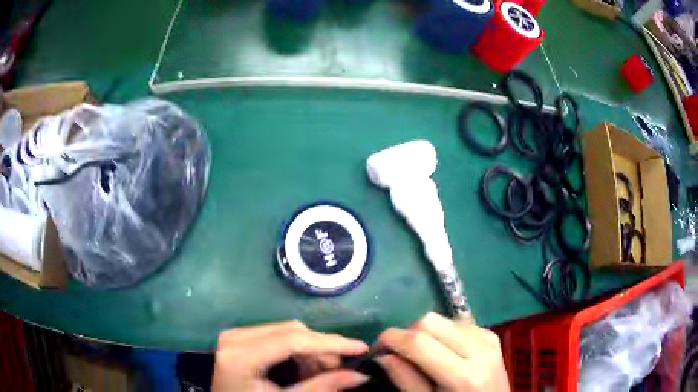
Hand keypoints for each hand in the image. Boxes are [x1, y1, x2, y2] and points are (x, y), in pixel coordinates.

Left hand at [212, 320, 369, 390]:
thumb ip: (322, 387)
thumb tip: (361, 375)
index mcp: (240, 355)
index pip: (293, 340)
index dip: (330, 343)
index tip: (361, 348)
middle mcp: (235, 337)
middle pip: (292, 331)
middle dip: (321, 350)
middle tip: (340, 370)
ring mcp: (235, 335)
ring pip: (287, 332)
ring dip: (310, 351)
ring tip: (321, 373)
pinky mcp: (238, 338)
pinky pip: (277, 336)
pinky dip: (296, 351)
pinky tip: (304, 368)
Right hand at [375, 313, 509, 391]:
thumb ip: (404, 379)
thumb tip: (382, 354)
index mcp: (464, 376)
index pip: (419, 342)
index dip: (391, 339)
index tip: (377, 348)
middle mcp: (480, 350)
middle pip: (430, 321)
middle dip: (407, 333)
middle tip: (398, 353)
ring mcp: (489, 338)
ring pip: (442, 318)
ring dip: (425, 333)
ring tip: (422, 354)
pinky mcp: (491, 335)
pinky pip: (457, 323)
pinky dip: (442, 334)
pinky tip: (443, 352)